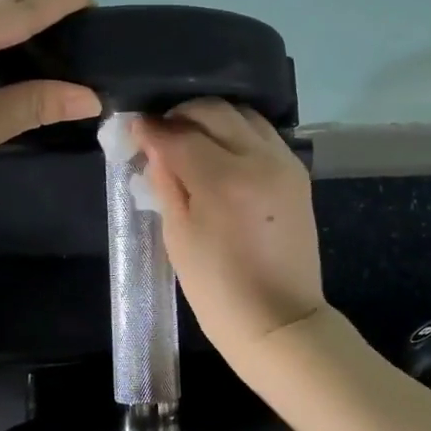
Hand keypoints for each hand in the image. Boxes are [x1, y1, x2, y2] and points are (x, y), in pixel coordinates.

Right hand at [130, 100, 325, 359]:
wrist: (279, 319)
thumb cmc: (217, 289)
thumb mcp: (177, 237)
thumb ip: (165, 182)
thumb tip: (152, 144)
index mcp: (223, 181)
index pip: (179, 135)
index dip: (151, 129)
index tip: (133, 128)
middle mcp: (259, 160)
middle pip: (215, 111)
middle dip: (181, 114)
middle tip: (160, 132)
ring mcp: (284, 163)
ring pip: (243, 114)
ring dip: (211, 119)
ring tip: (190, 138)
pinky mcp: (297, 173)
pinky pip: (262, 134)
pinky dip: (237, 132)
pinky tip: (220, 152)